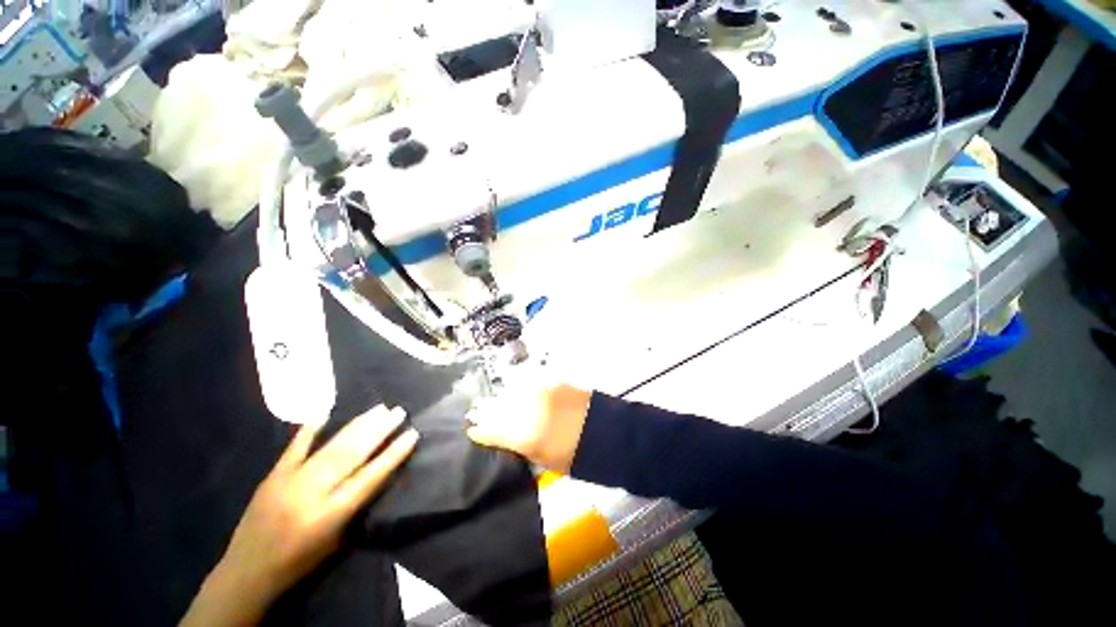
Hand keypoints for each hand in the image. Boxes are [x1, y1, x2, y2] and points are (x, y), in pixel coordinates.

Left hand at [181, 406, 417, 626]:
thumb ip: (357, 506)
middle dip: (379, 431)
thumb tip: (378, 472)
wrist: (246, 573)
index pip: (370, 477)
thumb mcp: (337, 543)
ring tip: (378, 409)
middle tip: (398, 412)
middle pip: (351, 455)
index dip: (393, 454)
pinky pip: (295, 448)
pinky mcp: (273, 476)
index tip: (412, 434)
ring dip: (357, 426)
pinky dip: (310, 429)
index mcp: (330, 515)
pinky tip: (325, 412)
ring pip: (331, 447)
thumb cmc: (300, 564)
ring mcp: (290, 481)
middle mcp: (312, 494)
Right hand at [465, 367, 592, 472]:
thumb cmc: (576, 456)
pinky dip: (519, 389)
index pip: (495, 430)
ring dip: (500, 397)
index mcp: (526, 435)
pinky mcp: (554, 383)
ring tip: (490, 399)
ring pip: (512, 393)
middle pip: (500, 408)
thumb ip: (522, 446)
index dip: (481, 429)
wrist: (607, 433)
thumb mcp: (545, 459)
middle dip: (485, 409)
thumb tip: (506, 439)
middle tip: (474, 409)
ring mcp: (542, 394)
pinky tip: (514, 390)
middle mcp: (530, 411)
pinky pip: (529, 384)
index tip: (470, 428)